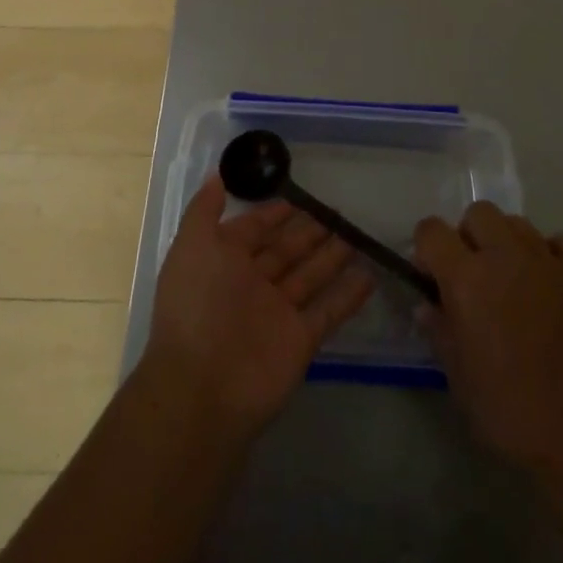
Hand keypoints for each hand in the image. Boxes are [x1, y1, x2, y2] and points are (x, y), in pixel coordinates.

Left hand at [143, 175, 373, 438]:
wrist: (203, 387)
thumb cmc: (197, 304)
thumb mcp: (192, 245)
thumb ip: (204, 209)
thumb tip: (216, 175)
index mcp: (223, 261)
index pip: (252, 229)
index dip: (273, 213)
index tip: (298, 196)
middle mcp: (250, 284)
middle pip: (285, 251)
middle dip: (308, 231)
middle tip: (337, 212)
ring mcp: (277, 313)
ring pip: (309, 276)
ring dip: (331, 257)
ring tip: (356, 235)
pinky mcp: (300, 340)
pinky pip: (328, 310)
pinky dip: (348, 295)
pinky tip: (370, 275)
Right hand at [415, 202, 562, 480]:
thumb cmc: (508, 412)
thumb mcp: (457, 376)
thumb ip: (439, 329)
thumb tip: (428, 305)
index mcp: (467, 279)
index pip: (431, 230)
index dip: (426, 250)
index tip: (431, 278)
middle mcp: (505, 257)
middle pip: (478, 213)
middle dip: (467, 237)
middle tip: (471, 277)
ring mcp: (548, 263)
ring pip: (517, 222)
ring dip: (506, 242)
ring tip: (509, 280)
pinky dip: (554, 252)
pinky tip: (548, 280)